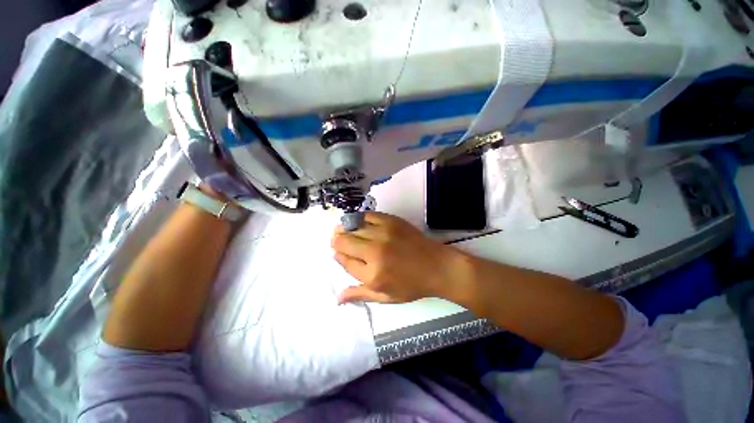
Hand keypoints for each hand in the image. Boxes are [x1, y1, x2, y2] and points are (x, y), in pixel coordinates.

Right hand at [331, 212, 463, 303]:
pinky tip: (361, 223)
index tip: (339, 254)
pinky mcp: (391, 220)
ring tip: (348, 231)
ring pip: (352, 226)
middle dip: (337, 241)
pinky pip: (367, 215)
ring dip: (345, 228)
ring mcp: (383, 233)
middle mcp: (374, 252)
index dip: (338, 256)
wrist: (437, 266)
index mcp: (372, 274)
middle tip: (340, 241)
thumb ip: (360, 294)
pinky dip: (360, 218)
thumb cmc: (412, 285)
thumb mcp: (386, 296)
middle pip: (343, 241)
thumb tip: (337, 297)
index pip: (343, 260)